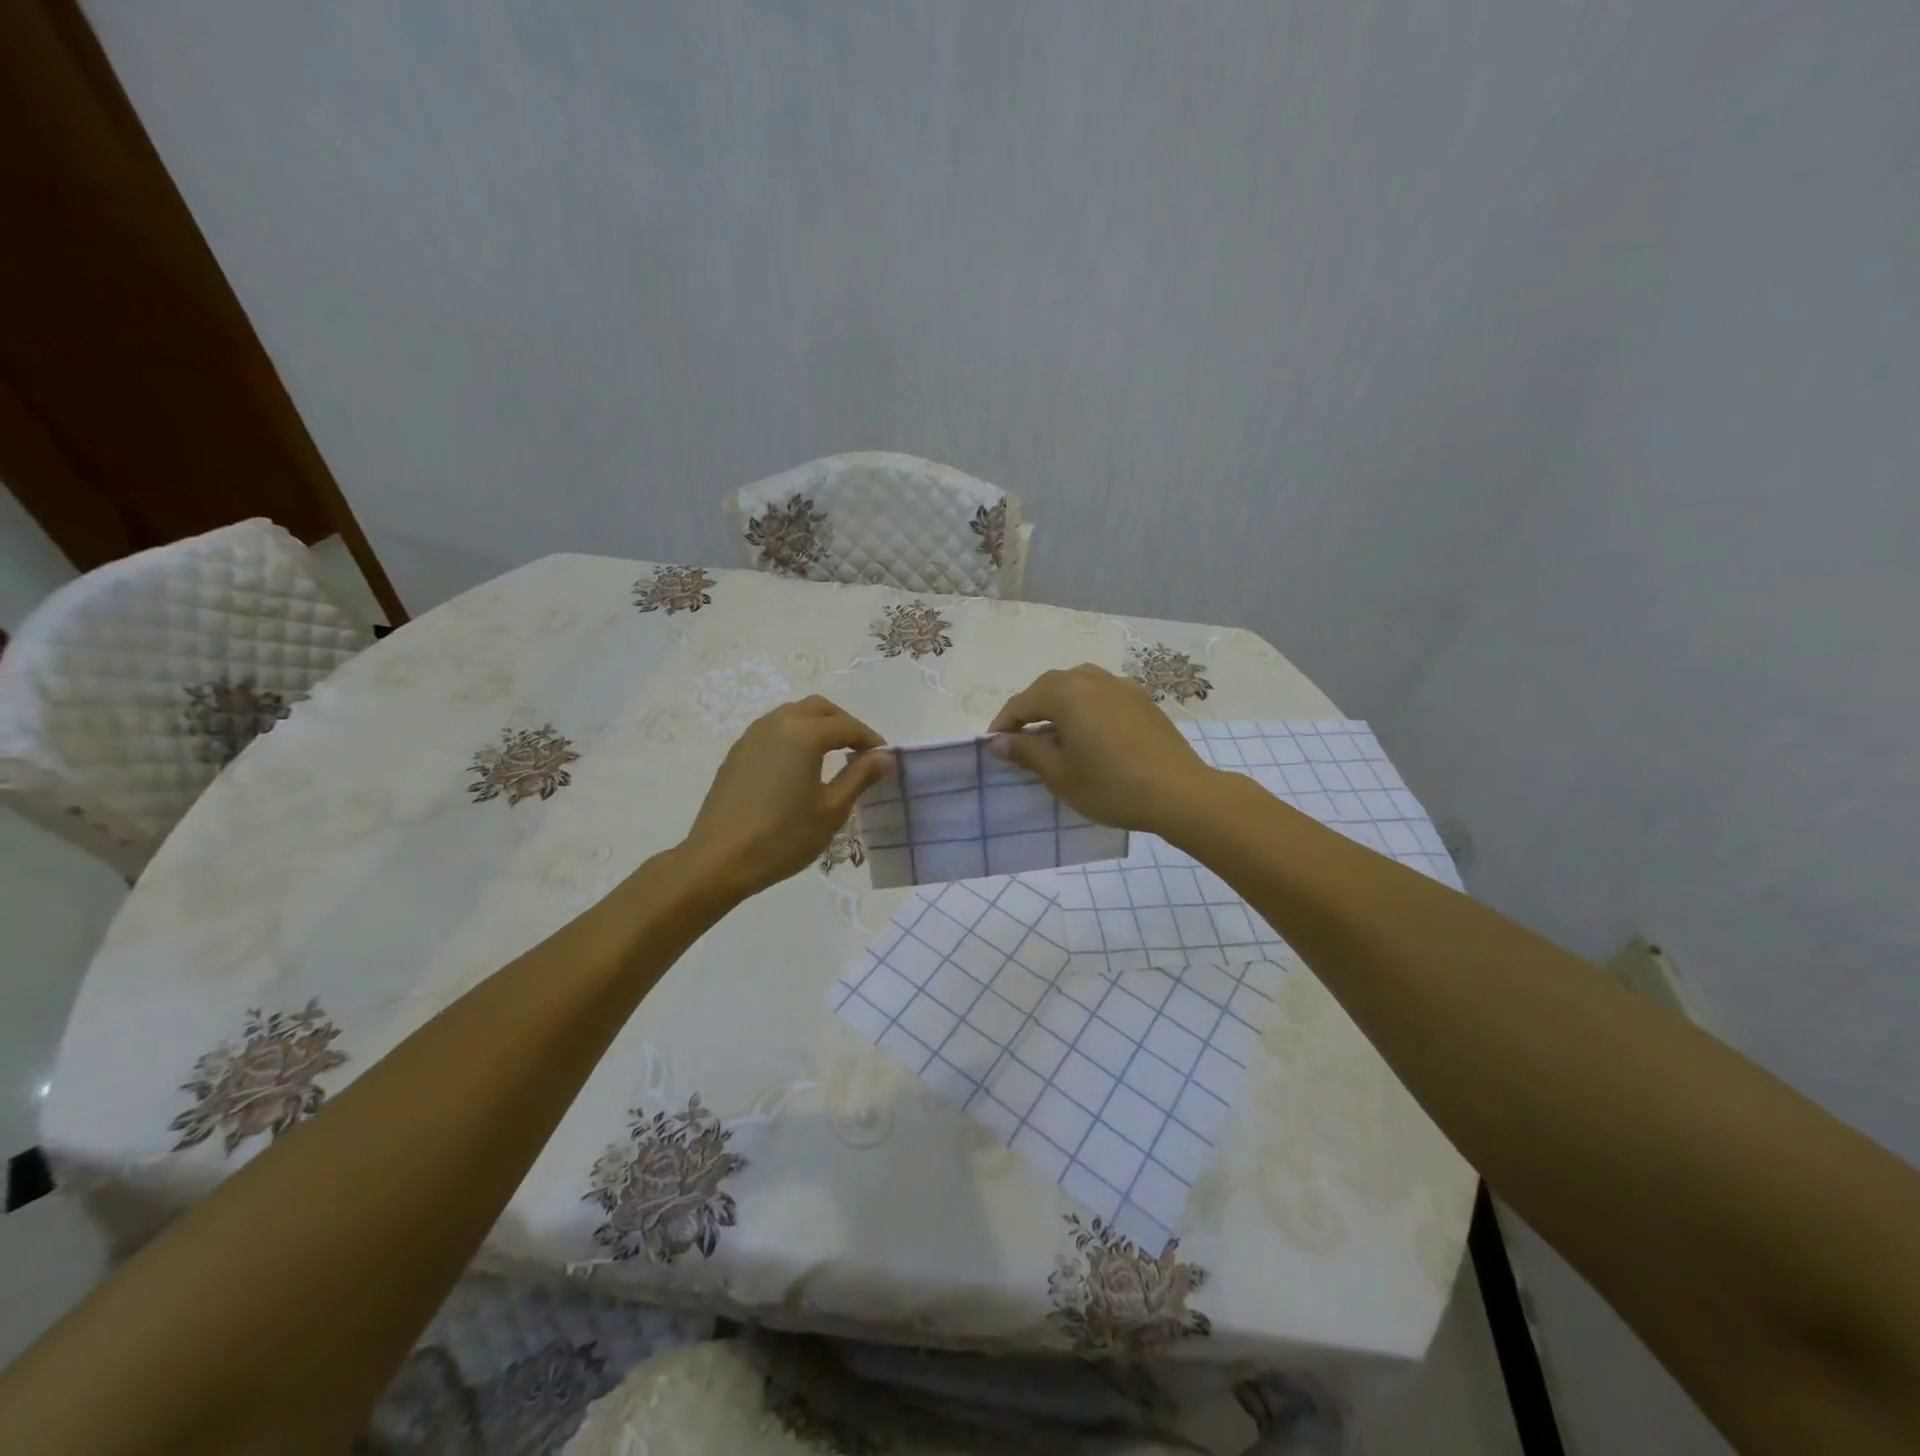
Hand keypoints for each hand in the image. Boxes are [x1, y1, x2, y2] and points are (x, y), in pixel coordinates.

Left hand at [681, 697, 891, 900]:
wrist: (719, 860)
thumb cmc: (783, 836)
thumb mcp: (831, 809)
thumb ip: (860, 776)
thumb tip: (884, 757)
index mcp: (803, 733)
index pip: (847, 726)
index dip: (870, 740)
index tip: (884, 759)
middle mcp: (776, 723)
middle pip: (819, 709)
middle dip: (844, 724)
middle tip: (860, 752)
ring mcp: (752, 736)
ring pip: (793, 715)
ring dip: (818, 726)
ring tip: (833, 756)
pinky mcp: (737, 753)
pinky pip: (773, 730)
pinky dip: (795, 736)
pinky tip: (800, 767)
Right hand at [989, 664, 1216, 834]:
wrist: (1179, 792)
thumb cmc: (1111, 786)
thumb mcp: (1060, 775)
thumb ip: (1026, 752)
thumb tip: (999, 741)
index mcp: (1066, 693)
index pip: (1022, 702)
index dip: (1004, 723)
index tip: (993, 745)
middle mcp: (1091, 679)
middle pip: (1049, 686)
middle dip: (1030, 709)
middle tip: (1020, 738)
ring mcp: (1121, 686)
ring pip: (1077, 685)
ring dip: (1058, 703)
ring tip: (1053, 731)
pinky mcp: (1142, 699)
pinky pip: (1102, 693)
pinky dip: (1085, 705)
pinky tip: (1090, 730)